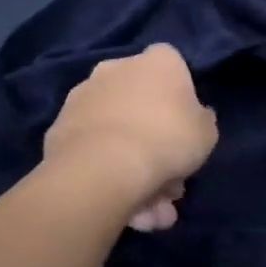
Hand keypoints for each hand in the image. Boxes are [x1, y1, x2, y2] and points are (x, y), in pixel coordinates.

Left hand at [42, 44, 217, 231]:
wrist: (104, 168)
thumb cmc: (168, 139)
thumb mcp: (207, 133)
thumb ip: (201, 120)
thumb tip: (194, 117)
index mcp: (158, 61)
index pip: (172, 63)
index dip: (179, 92)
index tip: (184, 121)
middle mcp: (117, 67)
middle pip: (140, 99)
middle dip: (154, 136)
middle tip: (168, 177)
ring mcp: (83, 95)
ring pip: (116, 127)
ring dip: (130, 158)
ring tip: (146, 205)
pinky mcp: (58, 127)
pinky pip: (92, 146)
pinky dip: (105, 167)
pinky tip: (120, 200)